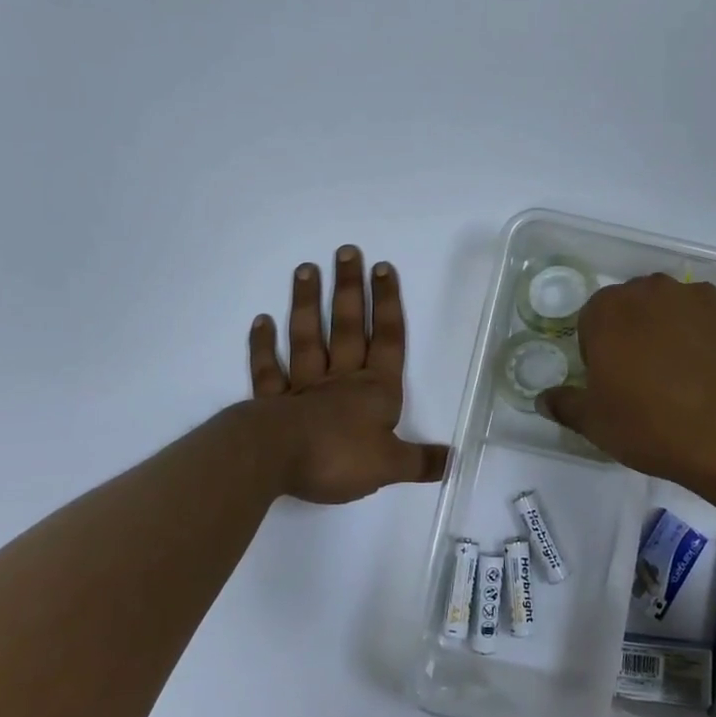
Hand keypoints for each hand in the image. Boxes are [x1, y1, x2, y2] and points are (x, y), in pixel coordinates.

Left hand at [246, 245, 448, 503]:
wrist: (276, 461)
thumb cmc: (339, 457)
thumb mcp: (390, 465)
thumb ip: (421, 462)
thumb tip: (453, 461)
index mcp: (374, 390)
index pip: (386, 339)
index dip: (387, 304)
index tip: (383, 267)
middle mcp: (340, 380)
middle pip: (347, 327)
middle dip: (349, 289)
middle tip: (346, 251)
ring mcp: (303, 388)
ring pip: (307, 338)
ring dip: (307, 304)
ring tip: (306, 269)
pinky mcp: (271, 403)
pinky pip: (268, 370)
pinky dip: (263, 346)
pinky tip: (261, 321)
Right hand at [538, 274, 715, 488]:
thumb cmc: (651, 425)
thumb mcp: (595, 423)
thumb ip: (565, 404)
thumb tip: (543, 399)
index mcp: (610, 309)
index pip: (595, 318)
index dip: (602, 349)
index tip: (615, 380)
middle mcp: (656, 289)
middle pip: (641, 306)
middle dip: (643, 332)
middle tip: (653, 378)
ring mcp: (706, 296)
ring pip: (686, 309)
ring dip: (685, 332)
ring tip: (698, 378)